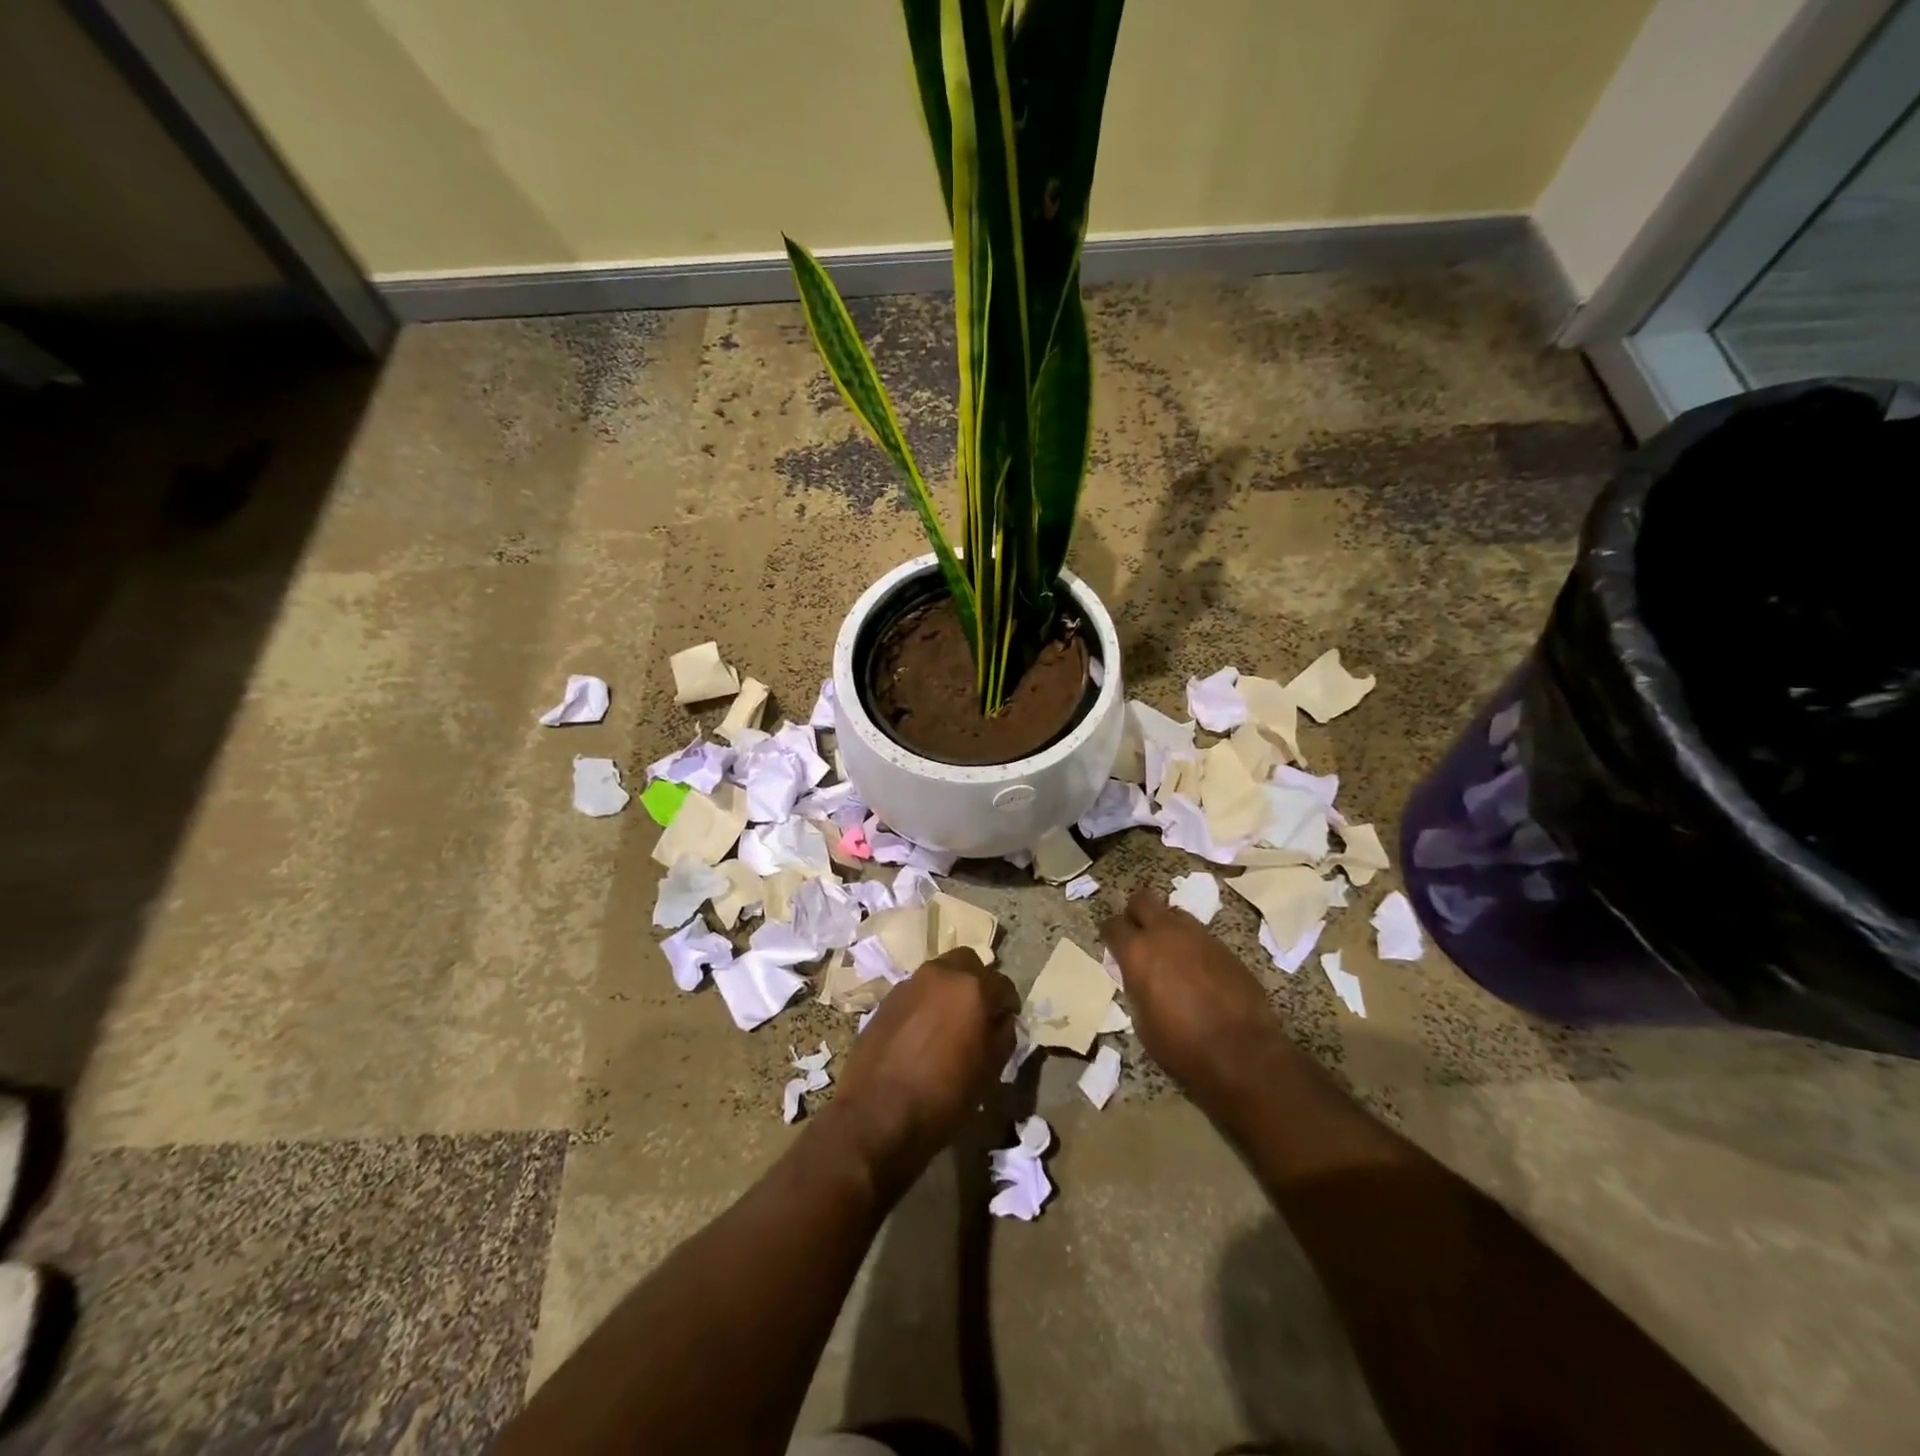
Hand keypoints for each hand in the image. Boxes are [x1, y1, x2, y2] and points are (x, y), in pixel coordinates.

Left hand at [829, 947, 1019, 1190]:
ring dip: (950, 989)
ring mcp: (910, 983)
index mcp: (972, 988)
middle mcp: (941, 974)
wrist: (876, 1113)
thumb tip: (1002, 1021)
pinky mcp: (887, 998)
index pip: (1002, 984)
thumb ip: (1003, 1037)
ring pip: (940, 973)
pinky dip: (926, 1001)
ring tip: (950, 1022)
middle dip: (978, 983)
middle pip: (968, 963)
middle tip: (979, 1013)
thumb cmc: (943, 1096)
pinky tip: (924, 1031)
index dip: (1009, 1004)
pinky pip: (916, 990)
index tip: (1008, 1021)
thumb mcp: (988, 1072)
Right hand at [1101, 889, 1286, 1099]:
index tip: (1113, 945)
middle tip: (1139, 936)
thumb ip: (1135, 986)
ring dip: (1167, 926)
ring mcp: (1198, 936)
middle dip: (1136, 914)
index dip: (1110, 934)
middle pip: (1143, 900)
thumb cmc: (1181, 1045)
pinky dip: (1192, 945)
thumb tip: (1137, 975)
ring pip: (1174, 913)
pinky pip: (1200, 934)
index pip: (1113, 925)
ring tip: (1171, 952)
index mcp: (1137, 952)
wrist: (1241, 1053)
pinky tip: (1198, 969)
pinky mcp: (1224, 946)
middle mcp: (1165, 933)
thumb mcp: (1141, 1021)